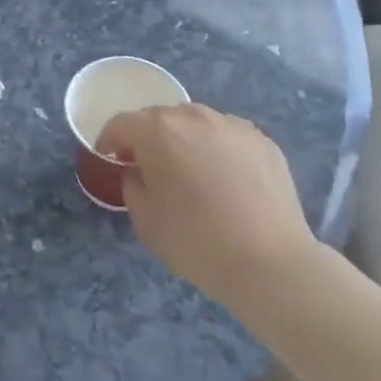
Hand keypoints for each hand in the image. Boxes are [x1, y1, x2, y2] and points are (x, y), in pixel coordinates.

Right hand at [100, 102, 319, 312]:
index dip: (109, 142)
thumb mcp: (144, 220)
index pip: (121, 124)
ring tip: (191, 172)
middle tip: (149, 168)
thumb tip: (138, 172)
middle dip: (148, 138)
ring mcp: (232, 125)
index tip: (109, 161)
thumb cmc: (196, 241)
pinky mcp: (263, 141)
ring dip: (185, 140)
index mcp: (156, 130)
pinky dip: (218, 150)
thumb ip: (132, 185)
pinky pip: (227, 137)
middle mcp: (193, 116)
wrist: (271, 264)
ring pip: (195, 123)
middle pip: (159, 118)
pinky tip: (226, 181)